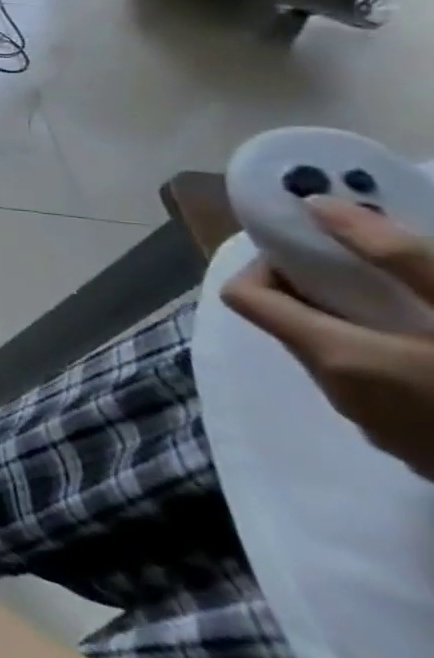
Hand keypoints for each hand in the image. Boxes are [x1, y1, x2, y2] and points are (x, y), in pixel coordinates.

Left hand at [222, 198, 433, 479]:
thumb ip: (393, 255)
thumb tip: (318, 206)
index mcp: (333, 357)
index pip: (243, 296)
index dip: (265, 266)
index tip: (314, 251)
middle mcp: (338, 394)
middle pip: (290, 326)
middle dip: (318, 292)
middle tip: (373, 272)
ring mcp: (378, 429)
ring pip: (336, 359)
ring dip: (358, 328)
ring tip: (418, 308)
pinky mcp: (419, 451)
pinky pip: (379, 392)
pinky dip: (392, 363)